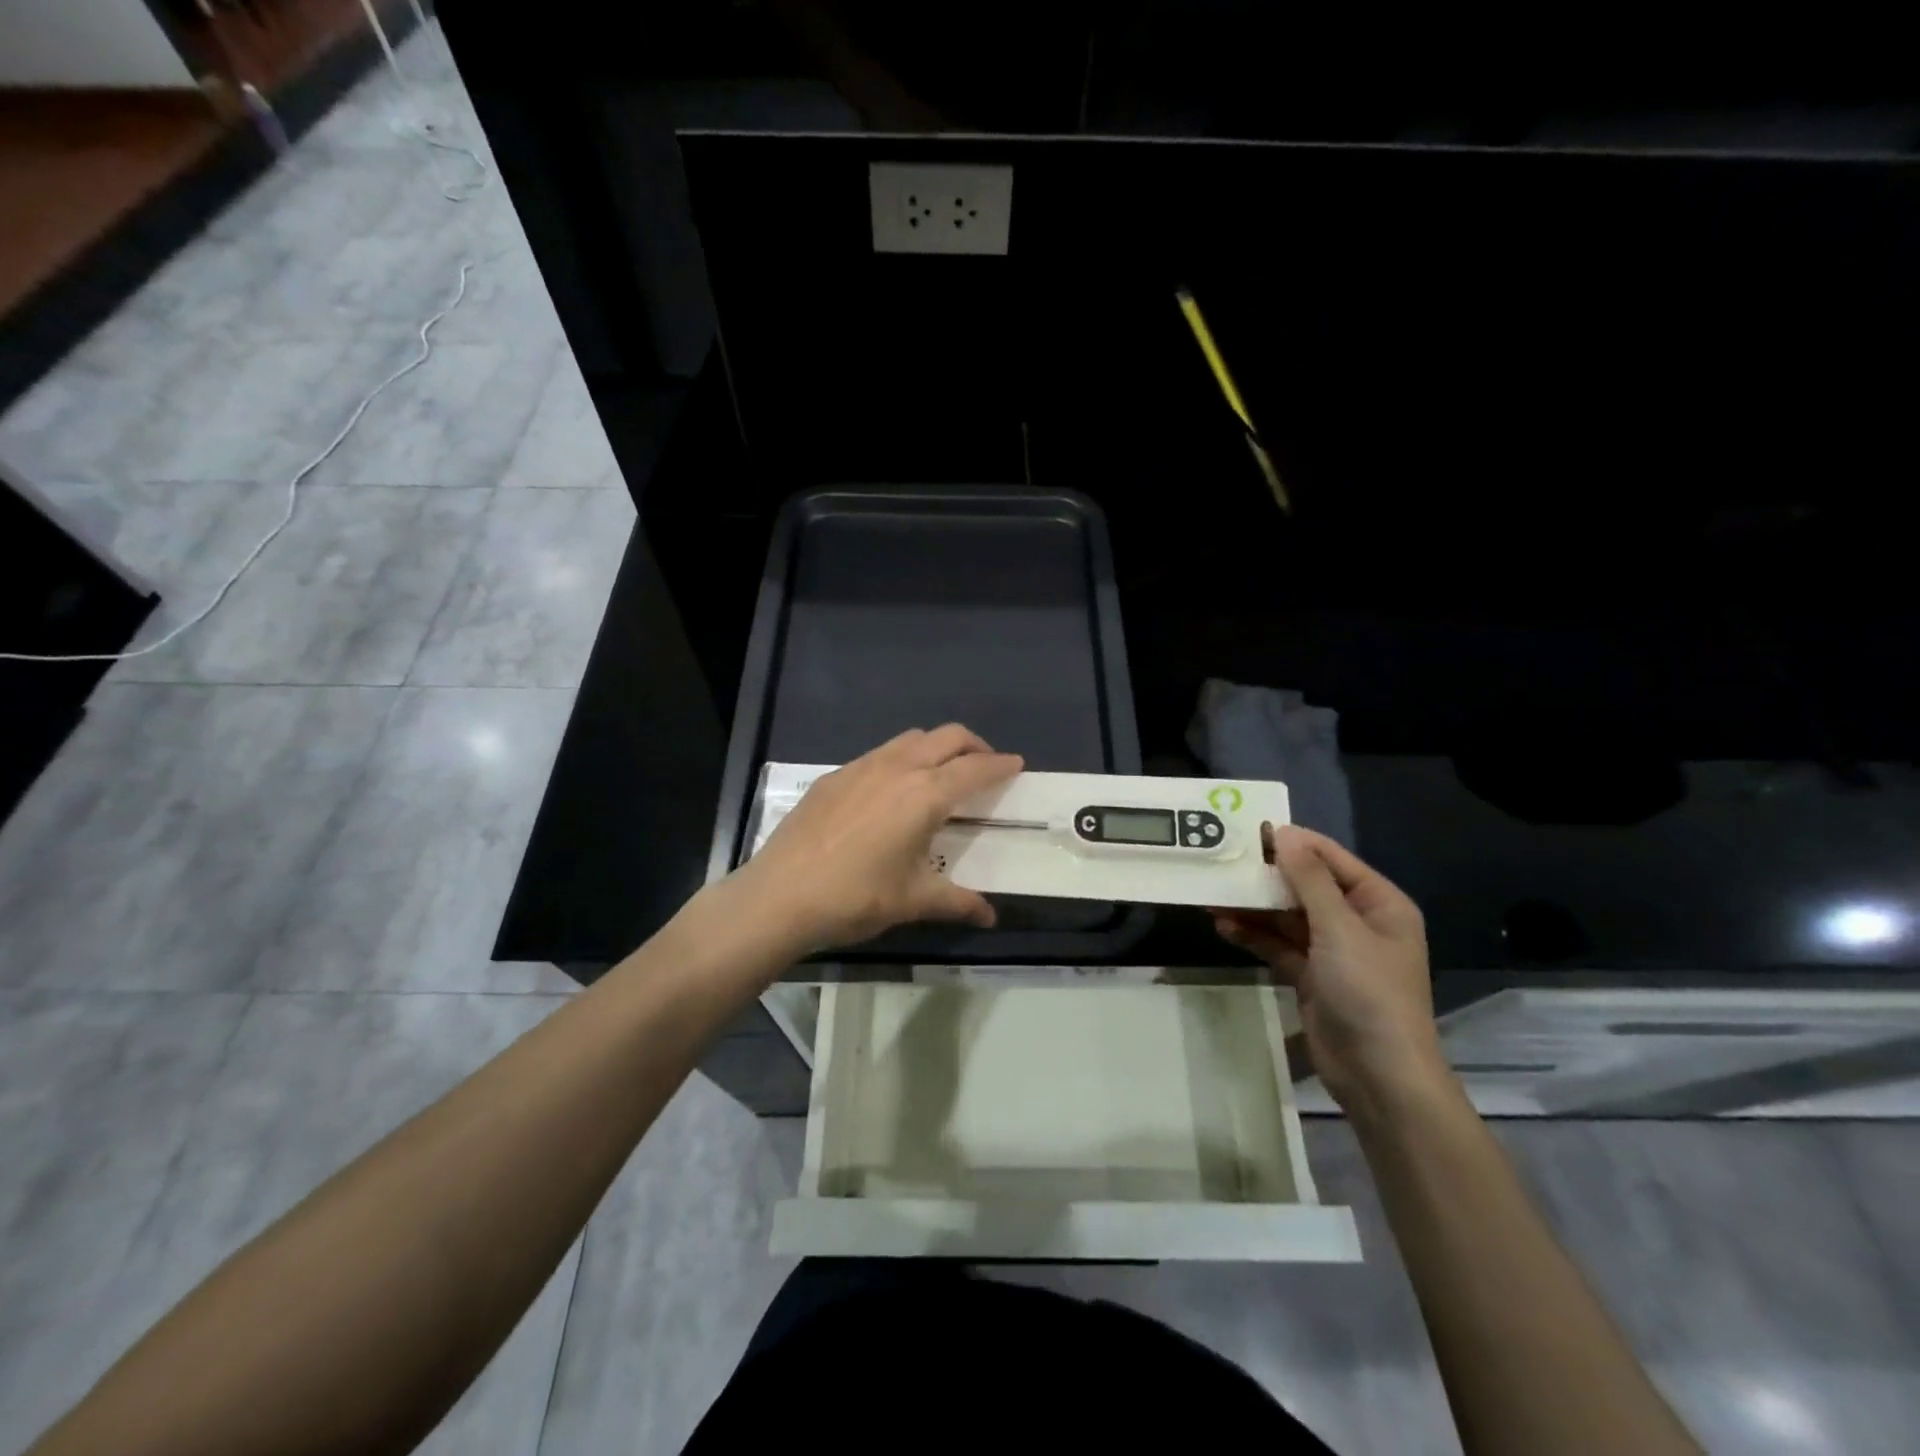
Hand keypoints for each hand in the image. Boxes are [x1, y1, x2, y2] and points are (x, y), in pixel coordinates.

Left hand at [735, 725, 1022, 954]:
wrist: (780, 894)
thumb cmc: (856, 897)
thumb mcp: (912, 900)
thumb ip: (956, 902)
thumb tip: (989, 918)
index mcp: (925, 795)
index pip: (974, 768)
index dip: (1000, 765)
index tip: (1017, 764)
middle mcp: (897, 768)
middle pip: (947, 736)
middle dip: (973, 745)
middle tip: (984, 766)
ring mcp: (861, 767)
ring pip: (911, 738)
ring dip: (936, 747)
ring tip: (941, 773)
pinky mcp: (834, 776)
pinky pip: (879, 753)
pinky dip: (901, 759)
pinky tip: (892, 791)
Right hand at [1214, 825, 1450, 1116]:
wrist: (1379, 1075)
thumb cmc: (1369, 992)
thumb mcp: (1340, 928)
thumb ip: (1309, 879)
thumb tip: (1285, 833)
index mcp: (1379, 903)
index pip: (1331, 859)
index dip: (1293, 842)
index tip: (1247, 830)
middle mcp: (1357, 921)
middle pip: (1305, 886)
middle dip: (1266, 877)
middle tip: (1222, 861)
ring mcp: (1333, 951)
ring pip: (1287, 916)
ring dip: (1253, 907)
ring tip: (1212, 894)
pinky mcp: (1311, 976)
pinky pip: (1278, 945)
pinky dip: (1254, 935)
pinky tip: (1223, 926)